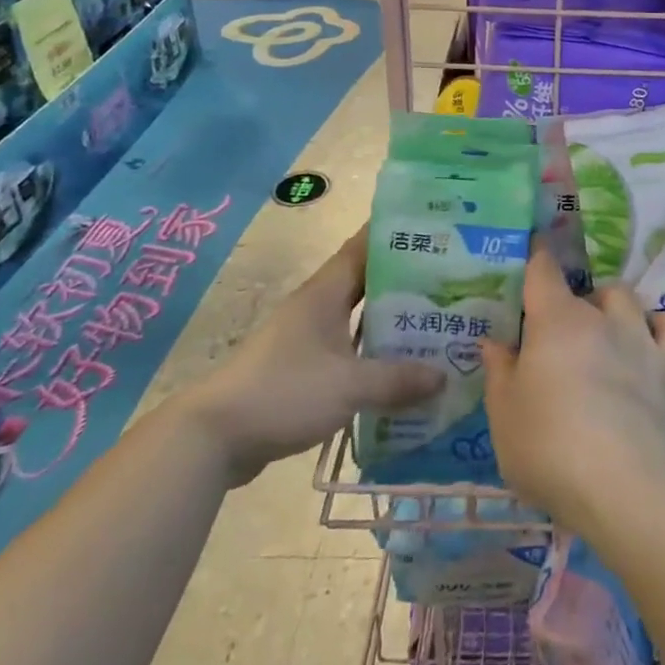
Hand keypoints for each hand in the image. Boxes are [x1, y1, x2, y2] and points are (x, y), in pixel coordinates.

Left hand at [184, 228, 444, 486]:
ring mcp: (307, 339)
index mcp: (325, 293)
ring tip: (435, 323)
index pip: (364, 248)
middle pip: (367, 283)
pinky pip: (349, 351)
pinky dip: (374, 354)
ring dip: (391, 321)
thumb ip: (397, 379)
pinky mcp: (302, 369)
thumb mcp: (348, 385)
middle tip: (450, 280)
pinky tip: (400, 369)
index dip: (395, 234)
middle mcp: (317, 307)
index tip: (432, 227)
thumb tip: (443, 376)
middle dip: (406, 281)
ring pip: (358, 319)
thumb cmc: (283, 392)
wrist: (214, 437)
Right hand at [481, 248, 664, 539]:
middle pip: (586, 289)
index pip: (543, 270)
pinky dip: (662, 327)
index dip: (537, 256)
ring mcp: (639, 339)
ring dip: (612, 306)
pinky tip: (650, 340)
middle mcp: (600, 318)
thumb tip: (497, 342)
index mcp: (555, 320)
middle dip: (571, 303)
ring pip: (627, 298)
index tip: (534, 248)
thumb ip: (499, 371)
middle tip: (556, 336)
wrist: (616, 485)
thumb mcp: (503, 413)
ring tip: (601, 332)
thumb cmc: (547, 445)